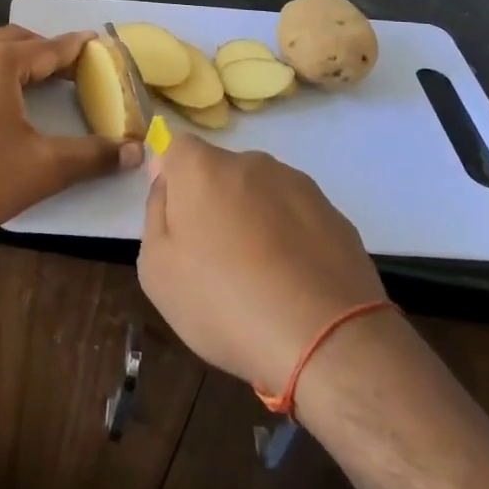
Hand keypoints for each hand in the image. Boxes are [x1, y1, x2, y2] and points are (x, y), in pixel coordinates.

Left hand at [0, 25, 139, 249]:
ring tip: (45, 85)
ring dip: (21, 62)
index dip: (79, 48)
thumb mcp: (44, 167)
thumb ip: (94, 155)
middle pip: (19, 41)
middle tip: (76, 72)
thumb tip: (137, 151)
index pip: (50, 47)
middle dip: (49, 52)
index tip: (102, 45)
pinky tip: (6, 103)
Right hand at [138, 134, 386, 394]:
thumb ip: (155, 213)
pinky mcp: (333, 213)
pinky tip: (293, 284)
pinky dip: (289, 239)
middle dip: (214, 203)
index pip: (177, 149)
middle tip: (215, 259)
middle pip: (220, 172)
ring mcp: (297, 184)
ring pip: (261, 194)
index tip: (178, 223)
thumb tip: (167, 181)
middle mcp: (250, 163)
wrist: (326, 339)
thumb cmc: (223, 303)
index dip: (173, 182)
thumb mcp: (157, 270)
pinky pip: (296, 218)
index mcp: (202, 168)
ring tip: (260, 279)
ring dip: (254, 220)